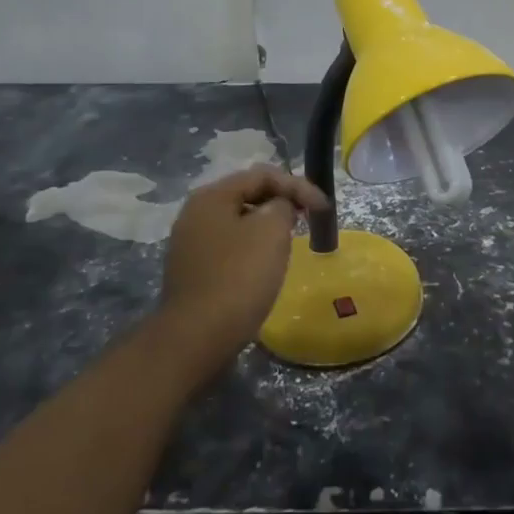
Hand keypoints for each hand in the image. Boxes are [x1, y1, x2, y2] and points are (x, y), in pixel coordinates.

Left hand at [157, 165, 329, 377]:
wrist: (196, 339)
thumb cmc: (238, 277)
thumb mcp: (271, 231)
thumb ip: (282, 206)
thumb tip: (278, 207)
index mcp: (211, 196)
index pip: (262, 174)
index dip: (298, 185)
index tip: (323, 208)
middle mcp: (196, 213)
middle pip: (248, 194)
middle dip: (282, 202)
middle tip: (308, 219)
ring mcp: (190, 243)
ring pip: (239, 221)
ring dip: (267, 225)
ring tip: (290, 240)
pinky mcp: (193, 271)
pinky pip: (229, 246)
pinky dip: (252, 247)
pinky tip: (265, 265)